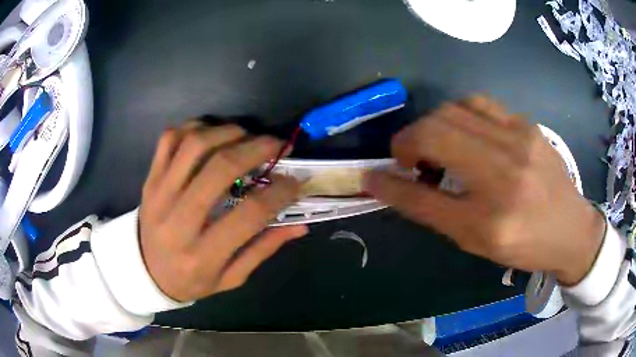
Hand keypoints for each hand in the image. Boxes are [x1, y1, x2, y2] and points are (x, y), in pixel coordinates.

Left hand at [140, 122, 306, 301]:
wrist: (144, 271)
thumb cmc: (190, 280)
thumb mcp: (230, 278)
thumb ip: (263, 250)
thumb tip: (300, 225)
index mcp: (202, 255)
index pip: (248, 216)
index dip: (278, 193)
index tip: (295, 182)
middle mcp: (177, 221)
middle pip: (219, 169)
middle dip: (256, 149)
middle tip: (277, 145)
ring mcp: (158, 194)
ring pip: (194, 145)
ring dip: (227, 132)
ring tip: (246, 136)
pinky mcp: (149, 178)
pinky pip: (169, 139)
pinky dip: (194, 127)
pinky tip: (212, 134)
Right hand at [364, 96, 604, 285]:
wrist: (570, 228)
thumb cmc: (523, 244)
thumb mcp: (476, 241)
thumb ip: (432, 211)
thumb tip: (390, 185)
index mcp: (491, 217)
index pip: (424, 195)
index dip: (391, 181)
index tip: (376, 175)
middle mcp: (505, 171)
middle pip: (436, 132)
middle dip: (409, 142)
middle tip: (411, 161)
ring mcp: (519, 139)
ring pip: (454, 110)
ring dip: (432, 125)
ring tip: (437, 144)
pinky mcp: (526, 124)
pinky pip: (479, 103)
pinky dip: (458, 113)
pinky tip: (463, 130)